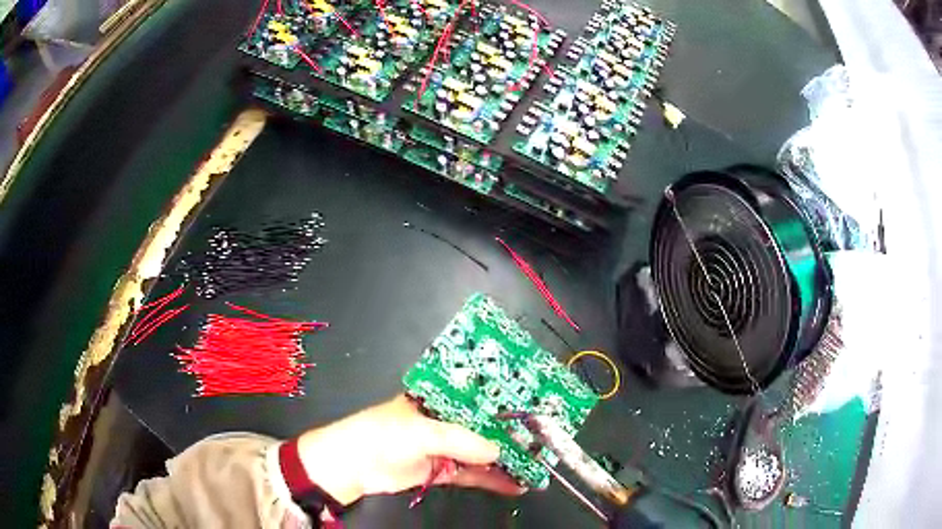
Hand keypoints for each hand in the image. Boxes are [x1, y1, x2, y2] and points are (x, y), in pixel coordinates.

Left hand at [296, 394, 526, 504]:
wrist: (352, 467)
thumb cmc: (382, 435)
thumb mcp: (421, 432)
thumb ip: (460, 440)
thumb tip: (499, 450)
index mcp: (438, 397)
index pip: (479, 392)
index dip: (506, 397)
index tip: (535, 401)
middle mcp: (446, 419)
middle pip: (486, 424)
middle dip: (513, 432)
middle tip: (545, 438)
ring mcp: (445, 446)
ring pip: (483, 450)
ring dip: (508, 459)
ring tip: (538, 464)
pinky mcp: (444, 469)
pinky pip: (474, 474)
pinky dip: (494, 480)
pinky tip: (517, 485)